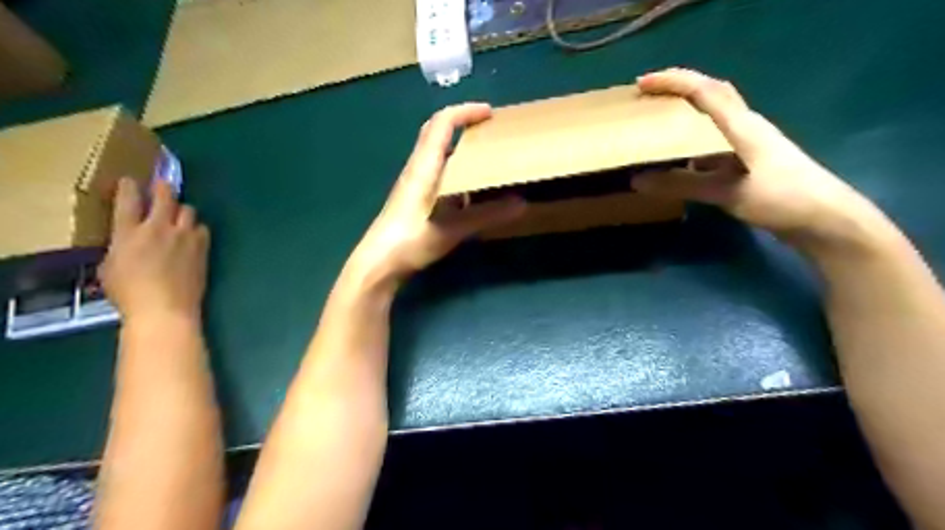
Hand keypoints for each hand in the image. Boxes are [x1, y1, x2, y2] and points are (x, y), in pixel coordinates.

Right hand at [100, 178, 208, 322]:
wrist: (165, 309)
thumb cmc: (130, 294)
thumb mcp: (110, 268)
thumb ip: (119, 248)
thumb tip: (127, 242)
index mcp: (128, 233)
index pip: (128, 200)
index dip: (129, 186)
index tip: (130, 181)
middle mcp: (158, 228)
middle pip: (165, 196)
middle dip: (163, 188)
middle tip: (161, 187)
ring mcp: (184, 237)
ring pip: (188, 210)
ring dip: (182, 210)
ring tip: (178, 216)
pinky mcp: (203, 247)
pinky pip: (202, 228)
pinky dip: (196, 228)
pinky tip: (193, 235)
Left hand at [347, 104, 522, 288]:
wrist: (378, 263)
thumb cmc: (410, 240)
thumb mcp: (452, 228)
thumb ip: (486, 216)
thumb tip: (521, 204)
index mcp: (424, 167)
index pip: (442, 124)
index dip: (465, 112)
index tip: (490, 113)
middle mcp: (417, 169)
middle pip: (437, 133)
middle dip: (463, 125)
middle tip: (490, 132)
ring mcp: (414, 184)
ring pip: (438, 155)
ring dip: (460, 150)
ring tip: (486, 160)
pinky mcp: (415, 200)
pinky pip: (438, 176)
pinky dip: (457, 174)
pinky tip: (472, 193)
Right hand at [634, 67, 886, 251]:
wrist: (825, 220)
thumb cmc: (781, 198)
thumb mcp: (727, 192)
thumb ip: (682, 185)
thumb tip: (637, 181)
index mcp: (742, 126)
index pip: (705, 91)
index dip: (673, 82)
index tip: (642, 83)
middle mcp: (746, 127)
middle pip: (712, 94)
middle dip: (679, 88)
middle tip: (648, 95)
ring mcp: (750, 144)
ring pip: (713, 119)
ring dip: (686, 114)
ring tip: (657, 123)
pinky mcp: (750, 162)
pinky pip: (715, 143)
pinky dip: (693, 144)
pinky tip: (679, 161)